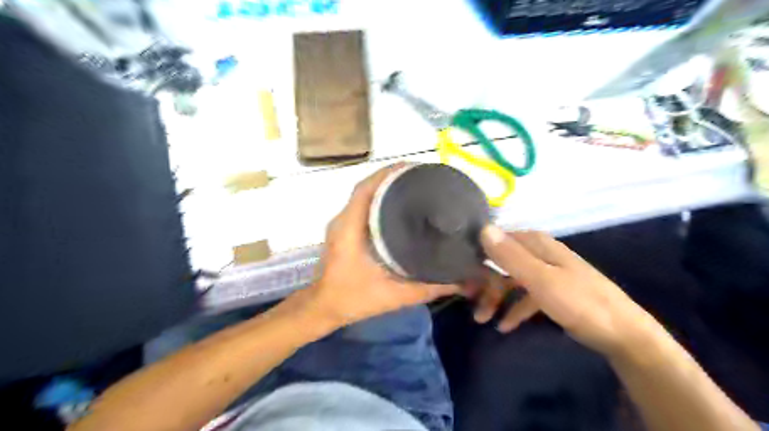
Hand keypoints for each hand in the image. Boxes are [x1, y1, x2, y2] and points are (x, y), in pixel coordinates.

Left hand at [290, 163, 458, 328]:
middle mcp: (343, 219)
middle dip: (391, 178)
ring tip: (413, 187)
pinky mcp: (343, 230)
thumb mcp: (393, 296)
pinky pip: (362, 206)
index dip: (387, 174)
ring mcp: (341, 224)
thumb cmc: (352, 299)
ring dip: (385, 187)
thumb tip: (460, 282)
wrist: (322, 308)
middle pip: (367, 187)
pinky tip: (398, 208)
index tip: (413, 168)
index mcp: (350, 227)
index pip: (366, 188)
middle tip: (421, 178)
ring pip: (364, 196)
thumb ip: (427, 289)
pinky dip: (378, 200)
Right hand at [479, 225, 656, 356]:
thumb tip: (483, 228)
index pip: (497, 239)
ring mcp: (547, 272)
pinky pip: (526, 296)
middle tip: (468, 299)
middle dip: (484, 281)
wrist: (624, 335)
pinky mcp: (553, 292)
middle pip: (502, 261)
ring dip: (496, 297)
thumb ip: (511, 256)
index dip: (477, 254)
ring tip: (481, 318)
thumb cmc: (580, 303)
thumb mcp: (541, 280)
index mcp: (536, 244)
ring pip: (512, 280)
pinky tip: (504, 325)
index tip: (459, 271)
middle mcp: (539, 253)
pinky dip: (514, 308)